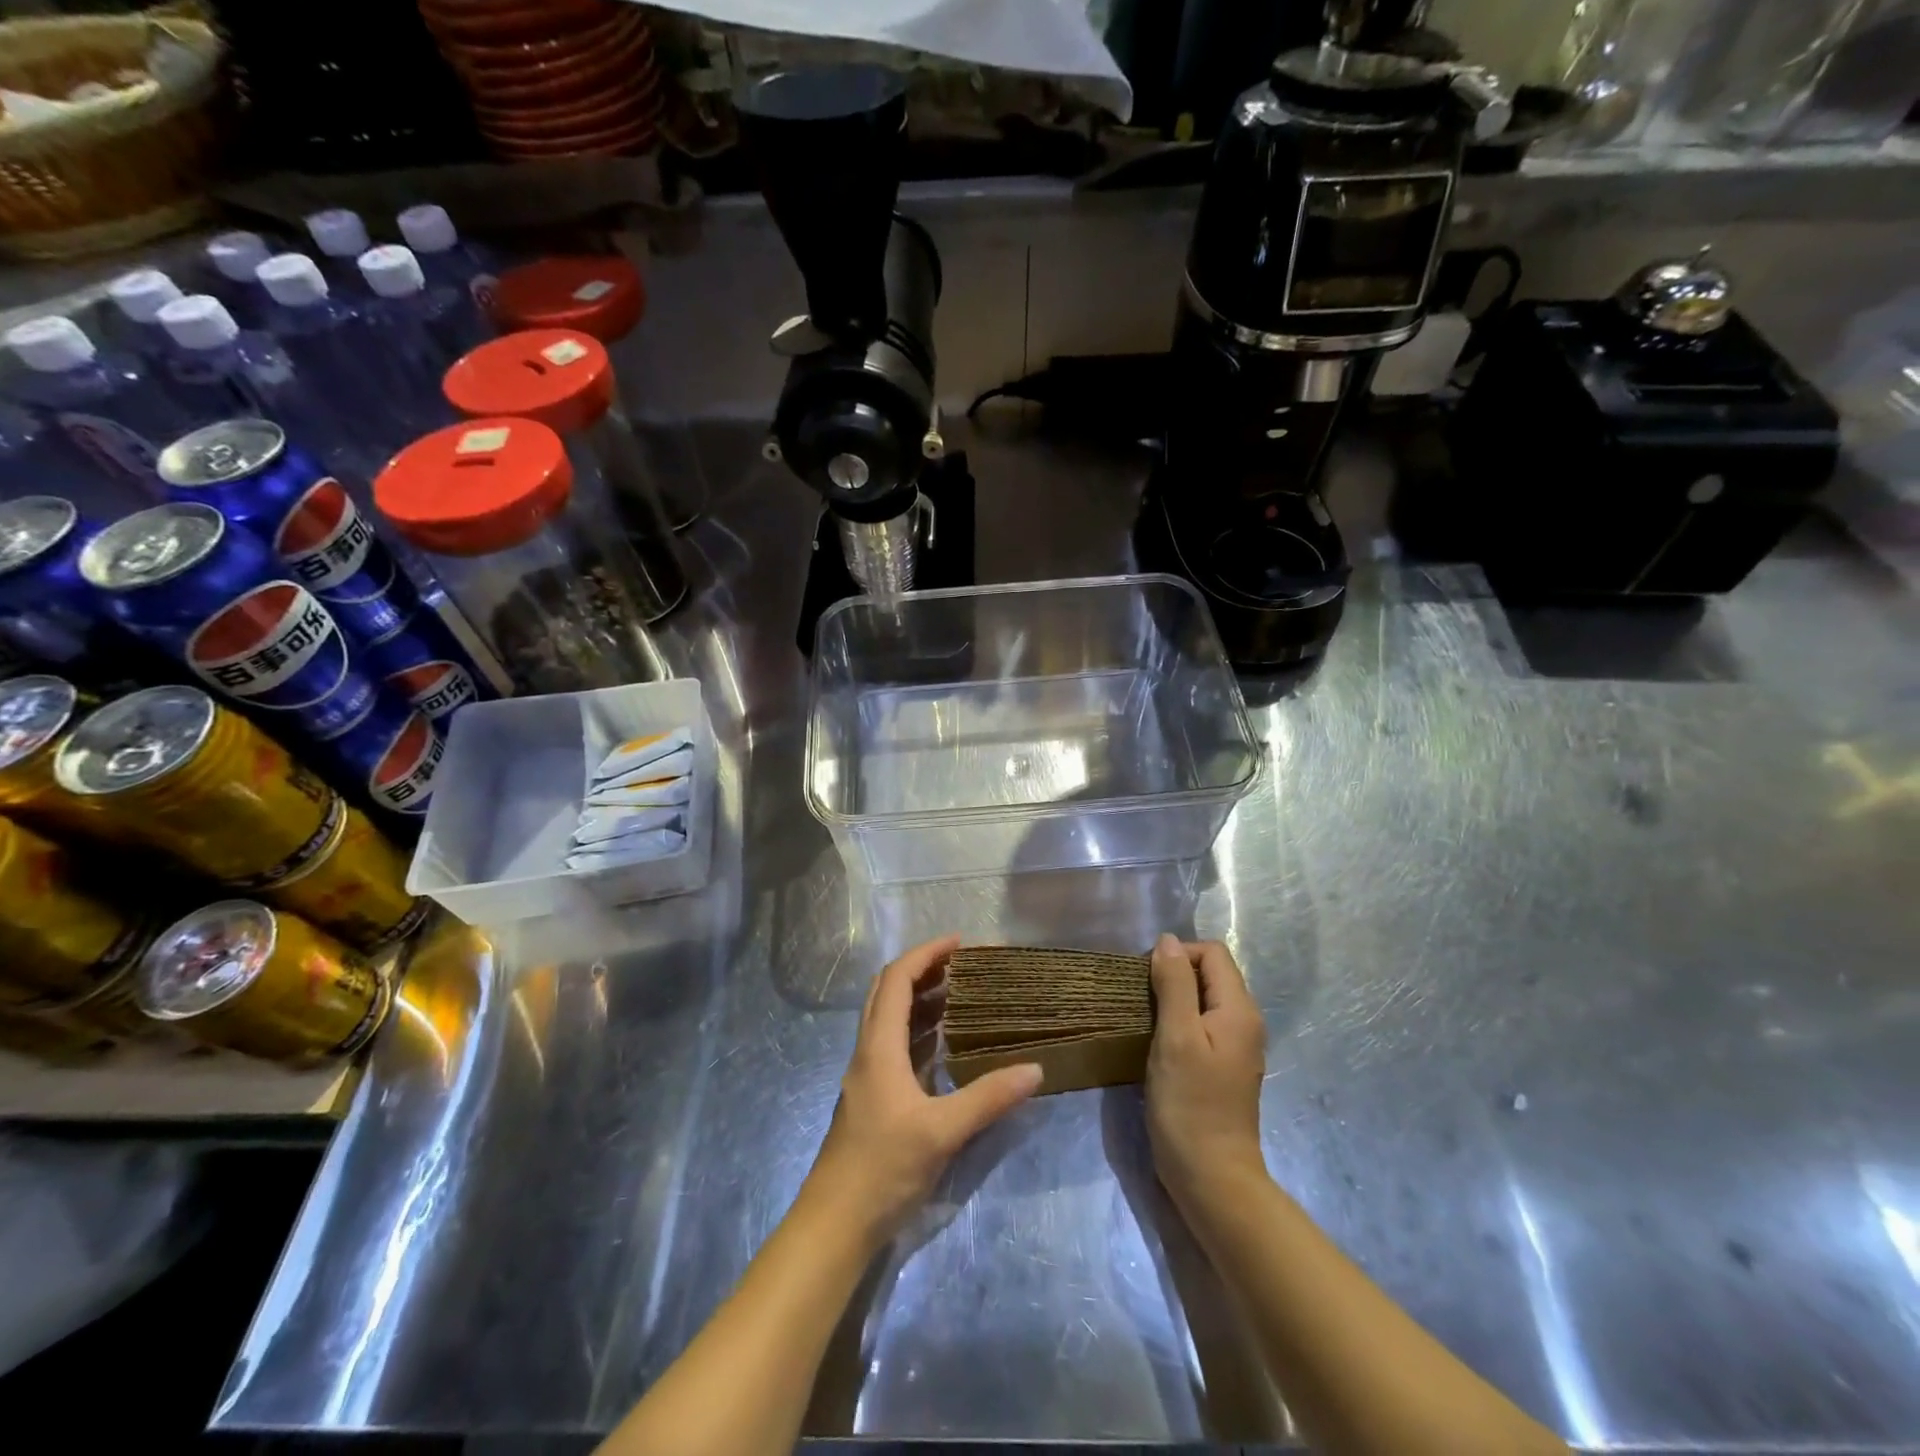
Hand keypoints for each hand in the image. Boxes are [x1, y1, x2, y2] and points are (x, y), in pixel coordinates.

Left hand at [804, 935, 1041, 1246]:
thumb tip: (1035, 1069)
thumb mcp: (941, 1132)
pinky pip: (893, 1044)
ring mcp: (867, 1074)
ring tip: (959, 994)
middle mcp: (868, 1051)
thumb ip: (988, 1098)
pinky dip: (917, 1030)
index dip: (926, 954)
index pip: (897, 979)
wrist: (835, 1222)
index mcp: (878, 1046)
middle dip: (922, 969)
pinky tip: (944, 1044)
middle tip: (961, 964)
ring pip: (888, 1017)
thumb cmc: (883, 1167)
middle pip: (887, 991)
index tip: (960, 942)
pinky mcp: (872, 1096)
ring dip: (919, 998)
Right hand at [1146, 934, 1267, 1209]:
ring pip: (1203, 999)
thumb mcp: (1176, 1037)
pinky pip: (1201, 1024)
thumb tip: (1167, 941)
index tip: (1147, 979)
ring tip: (1144, 1017)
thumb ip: (1175, 984)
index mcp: (1239, 1009)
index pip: (1212, 953)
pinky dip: (1178, 1021)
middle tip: (1140, 998)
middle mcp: (1244, 1022)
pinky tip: (1157, 1041)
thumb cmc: (1191, 1104)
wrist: (1211, 1177)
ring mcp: (1235, 1046)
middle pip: (1210, 973)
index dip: (1178, 954)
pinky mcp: (1221, 1066)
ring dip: (1173, 998)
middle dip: (1174, 974)